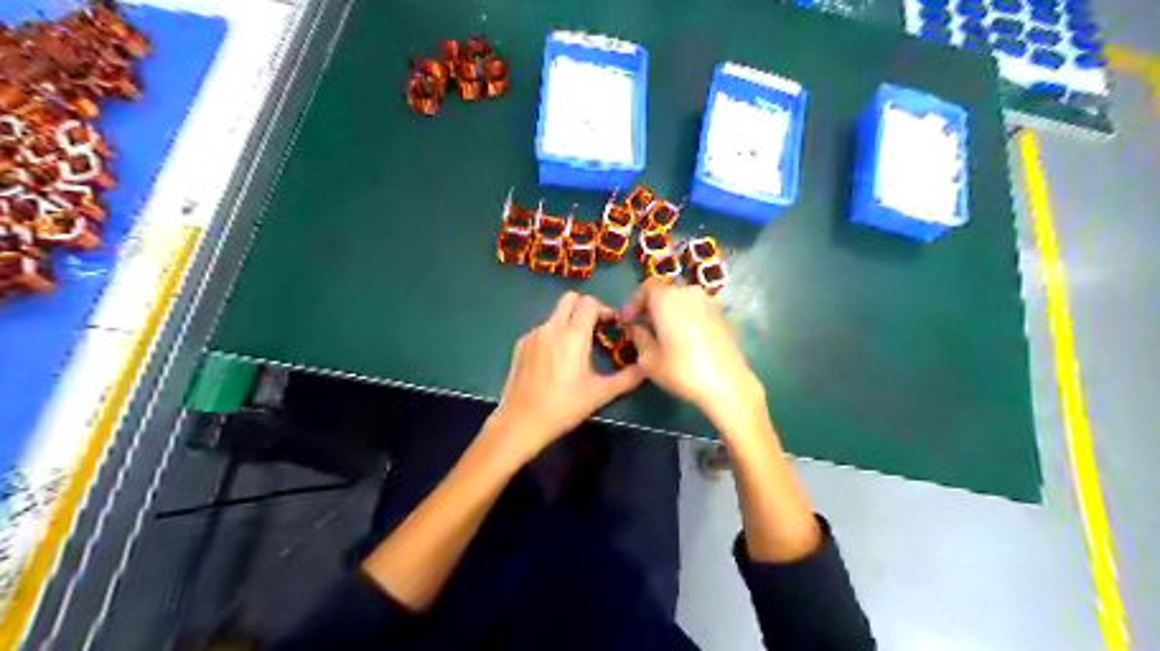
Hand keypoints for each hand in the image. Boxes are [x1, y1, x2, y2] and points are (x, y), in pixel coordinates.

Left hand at [491, 292, 647, 459]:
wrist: (522, 420)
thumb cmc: (565, 406)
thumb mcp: (600, 394)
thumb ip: (627, 378)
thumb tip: (646, 368)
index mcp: (573, 335)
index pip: (590, 303)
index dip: (604, 309)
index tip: (612, 326)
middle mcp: (552, 327)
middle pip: (570, 299)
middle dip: (585, 307)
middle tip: (595, 328)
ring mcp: (533, 334)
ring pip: (555, 315)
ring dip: (569, 322)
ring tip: (576, 348)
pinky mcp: (520, 344)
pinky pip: (541, 330)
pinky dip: (553, 336)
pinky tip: (555, 360)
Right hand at [621, 277, 768, 425]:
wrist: (727, 383)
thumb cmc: (681, 370)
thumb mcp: (648, 358)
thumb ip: (638, 337)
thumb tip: (635, 327)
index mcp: (667, 298)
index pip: (646, 287)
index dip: (634, 302)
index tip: (628, 320)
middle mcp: (689, 293)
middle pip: (666, 292)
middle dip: (652, 307)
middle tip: (644, 327)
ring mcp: (709, 303)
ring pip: (683, 301)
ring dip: (671, 312)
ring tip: (664, 335)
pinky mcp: (722, 315)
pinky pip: (697, 310)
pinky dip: (686, 318)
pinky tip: (684, 340)